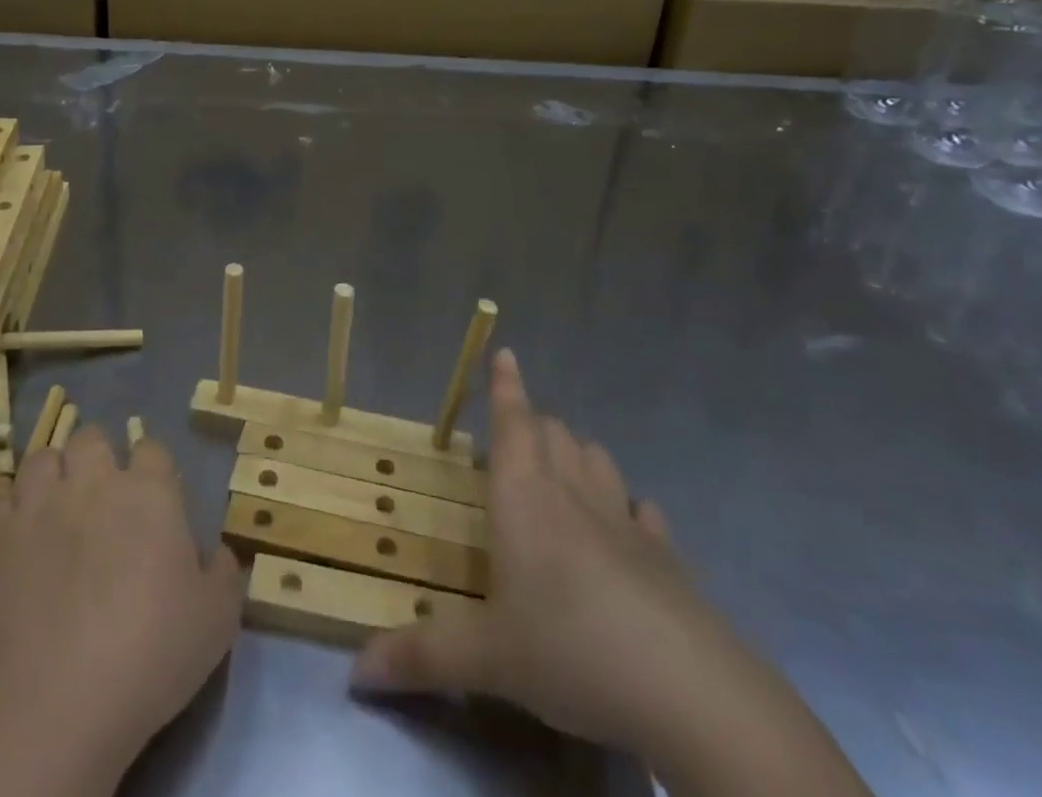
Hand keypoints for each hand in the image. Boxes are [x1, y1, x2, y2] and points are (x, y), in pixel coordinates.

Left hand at [0, 426, 241, 796]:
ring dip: (52, 476)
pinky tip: (19, 537)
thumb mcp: (216, 620)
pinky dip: (11, 510)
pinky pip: (0, 500)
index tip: (154, 502)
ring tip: (56, 509)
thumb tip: (217, 553)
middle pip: (92, 438)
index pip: (152, 449)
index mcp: (149, 491)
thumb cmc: (148, 655)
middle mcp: (94, 482)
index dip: (152, 471)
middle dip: (98, 458)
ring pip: (43, 458)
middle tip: (101, 499)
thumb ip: (223, 573)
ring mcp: (40, 505)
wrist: (56, 705)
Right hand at [350, 348, 730, 750]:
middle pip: (554, 432)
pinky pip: (645, 515)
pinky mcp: (667, 557)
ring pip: (598, 461)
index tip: (505, 352)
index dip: (506, 385)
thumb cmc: (567, 646)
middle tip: (517, 435)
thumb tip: (355, 671)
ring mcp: (624, 521)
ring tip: (564, 471)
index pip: (512, 420)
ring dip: (579, 455)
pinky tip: (630, 528)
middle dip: (534, 423)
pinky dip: (631, 511)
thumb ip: (421, 656)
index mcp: (524, 495)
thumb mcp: (486, 657)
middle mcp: (572, 492)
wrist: (685, 688)